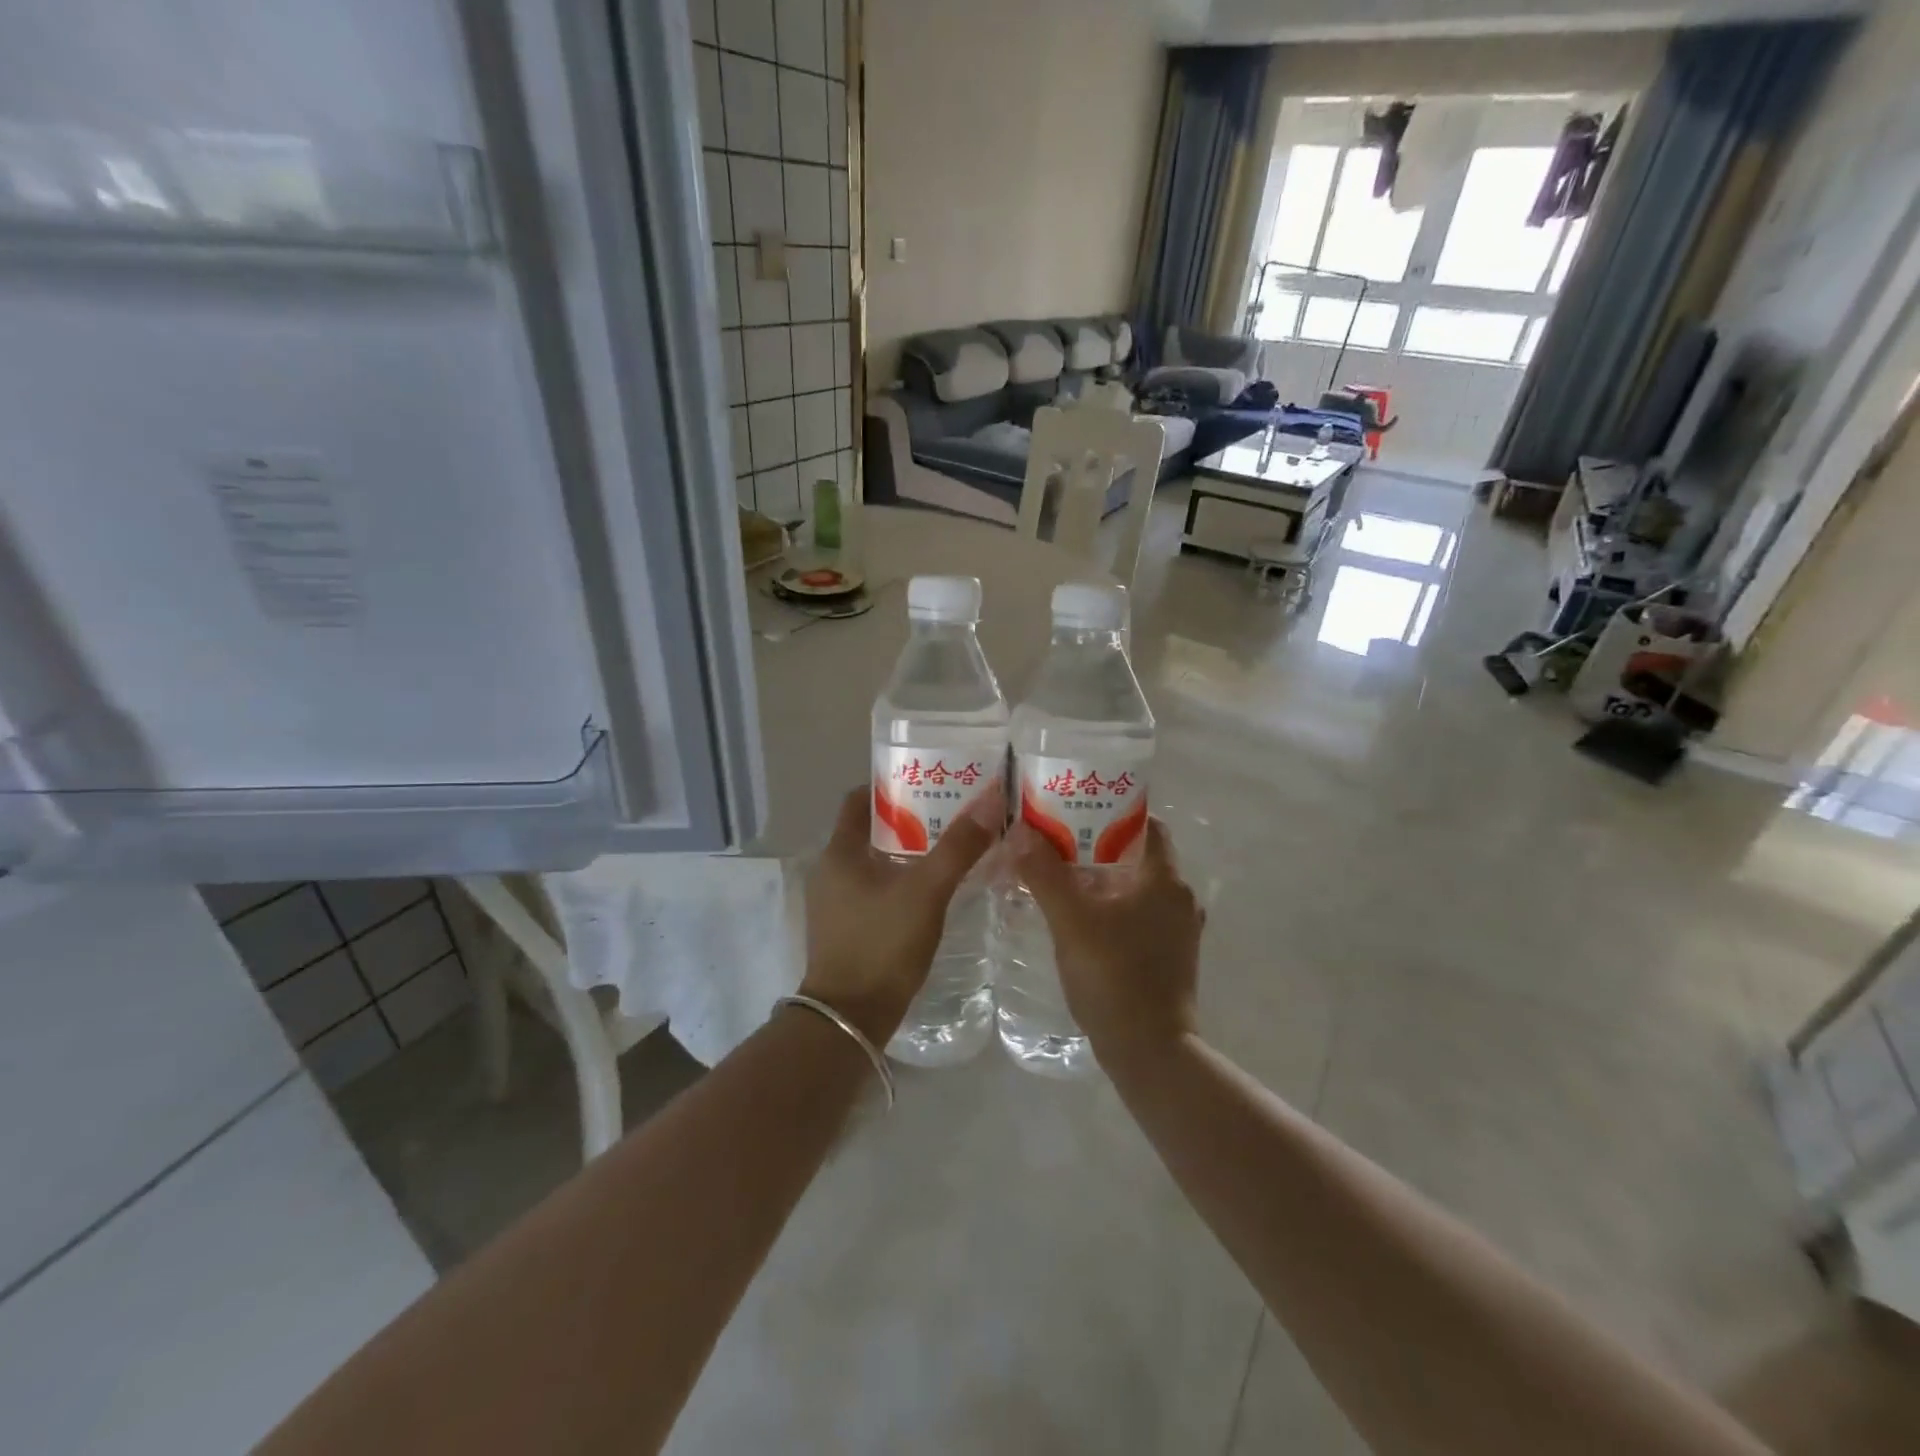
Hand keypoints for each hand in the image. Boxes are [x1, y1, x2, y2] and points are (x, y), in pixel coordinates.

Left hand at [799, 783, 1002, 1044]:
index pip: (860, 799)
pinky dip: (904, 880)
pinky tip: (936, 887)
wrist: (851, 1020)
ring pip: (877, 861)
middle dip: (910, 818)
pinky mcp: (849, 928)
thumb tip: (991, 798)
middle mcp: (832, 871)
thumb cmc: (882, 944)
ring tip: (953, 844)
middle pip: (872, 829)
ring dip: (910, 851)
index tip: (929, 780)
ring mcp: (837, 902)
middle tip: (953, 810)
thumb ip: (959, 846)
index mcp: (839, 851)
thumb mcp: (926, 891)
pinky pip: (878, 889)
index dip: (892, 785)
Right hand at [1007, 816, 1202, 1070]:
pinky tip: (1079, 916)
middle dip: (1098, 845)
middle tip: (1056, 841)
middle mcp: (1180, 898)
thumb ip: (1045, 873)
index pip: (1146, 824)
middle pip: (1138, 855)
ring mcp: (1179, 930)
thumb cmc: (1114, 977)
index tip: (1076, 809)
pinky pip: (1139, 915)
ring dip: (1103, 878)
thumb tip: (1021, 829)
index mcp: (1166, 879)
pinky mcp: (1170, 955)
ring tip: (1060, 875)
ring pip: (1137, 887)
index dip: (1113, 811)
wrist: (1150, 1052)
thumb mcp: (1071, 921)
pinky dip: (1112, 907)